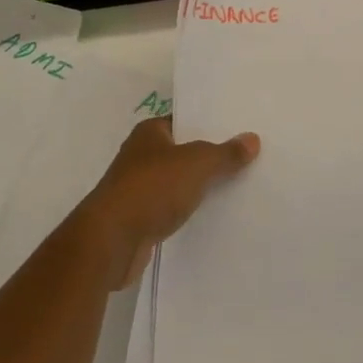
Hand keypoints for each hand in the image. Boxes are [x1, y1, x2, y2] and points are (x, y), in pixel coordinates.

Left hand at [77, 116, 259, 290]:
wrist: (110, 242)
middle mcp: (140, 156)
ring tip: (236, 186)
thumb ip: (225, 153)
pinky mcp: (138, 220)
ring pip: (176, 182)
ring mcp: (137, 189)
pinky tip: (211, 215)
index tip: (238, 128)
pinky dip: (187, 211)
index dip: (209, 123)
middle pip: (182, 151)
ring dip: (198, 186)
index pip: (183, 120)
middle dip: (208, 155)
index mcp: (149, 133)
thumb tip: (252, 139)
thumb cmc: (151, 189)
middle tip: (245, 156)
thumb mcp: (197, 164)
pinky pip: (171, 208)